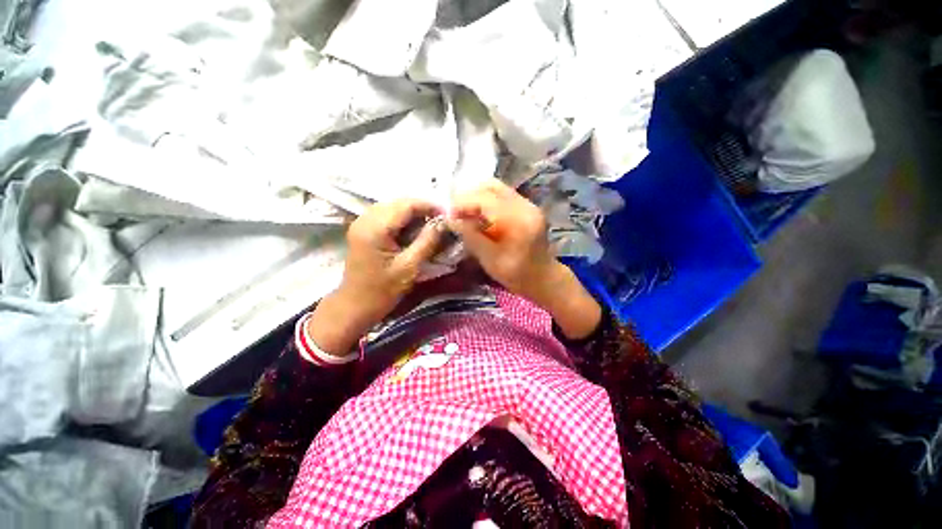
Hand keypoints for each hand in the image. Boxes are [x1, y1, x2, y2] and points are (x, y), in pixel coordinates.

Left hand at [307, 199, 443, 356]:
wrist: (355, 305)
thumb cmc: (383, 291)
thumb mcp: (409, 267)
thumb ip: (427, 242)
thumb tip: (443, 223)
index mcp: (375, 229)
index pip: (406, 205)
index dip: (429, 206)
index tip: (447, 215)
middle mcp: (365, 219)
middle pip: (399, 202)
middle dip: (422, 208)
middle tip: (440, 221)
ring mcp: (361, 222)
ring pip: (393, 206)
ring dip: (413, 212)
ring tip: (430, 224)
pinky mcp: (362, 229)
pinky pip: (386, 214)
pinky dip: (402, 218)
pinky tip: (413, 229)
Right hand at [447, 179, 557, 302]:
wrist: (543, 278)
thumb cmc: (517, 275)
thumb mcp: (490, 260)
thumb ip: (471, 237)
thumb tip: (451, 220)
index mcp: (519, 220)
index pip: (486, 200)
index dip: (463, 203)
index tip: (447, 213)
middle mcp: (525, 206)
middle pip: (492, 187)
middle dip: (469, 195)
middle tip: (454, 210)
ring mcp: (528, 204)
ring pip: (497, 188)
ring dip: (477, 196)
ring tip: (463, 211)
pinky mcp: (526, 207)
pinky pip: (502, 195)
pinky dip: (486, 200)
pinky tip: (477, 213)